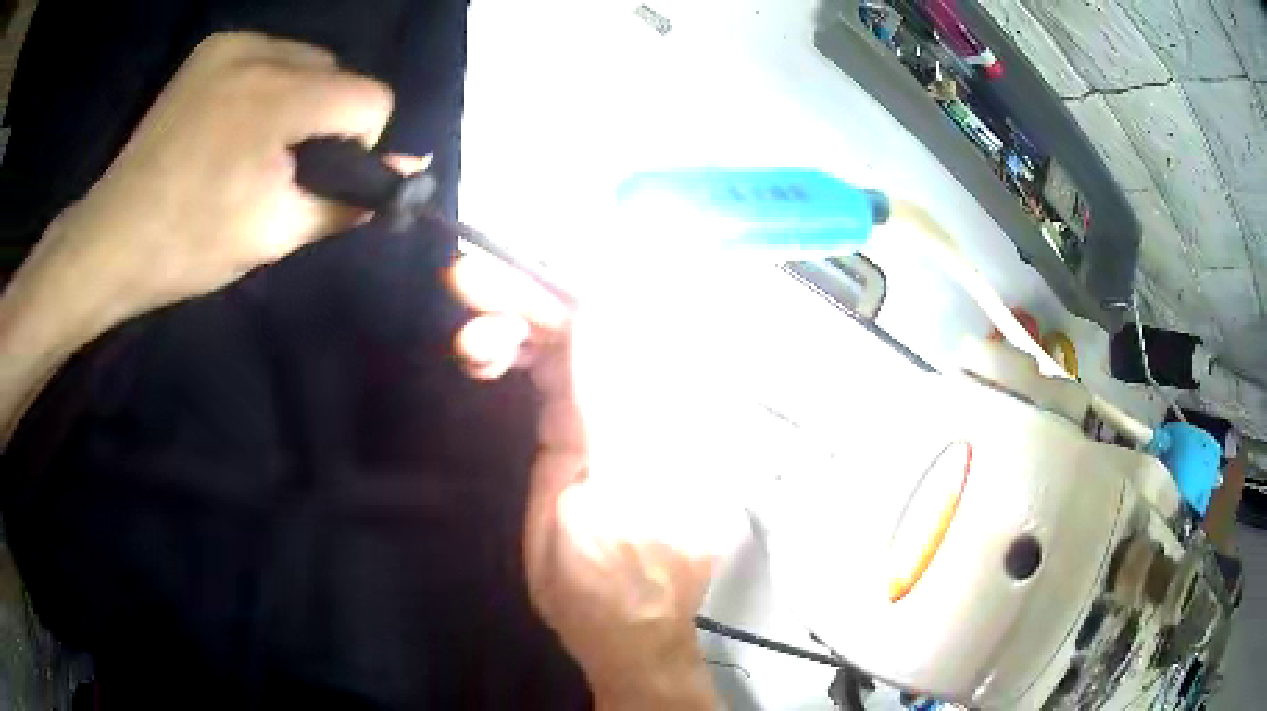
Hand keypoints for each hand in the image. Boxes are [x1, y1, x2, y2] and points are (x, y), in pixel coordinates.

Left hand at [1, 32, 396, 443]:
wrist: (113, 237)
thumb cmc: (191, 246)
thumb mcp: (276, 234)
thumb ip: (348, 199)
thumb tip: (410, 172)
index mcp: (278, 99)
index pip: (371, 97)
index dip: (360, 142)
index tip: (317, 174)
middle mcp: (262, 52)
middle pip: (338, 73)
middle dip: (324, 118)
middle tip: (277, 165)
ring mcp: (233, 44)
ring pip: (306, 60)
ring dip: (298, 98)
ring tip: (253, 143)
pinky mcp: (212, 47)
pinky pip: (270, 55)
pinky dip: (269, 84)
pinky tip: (235, 120)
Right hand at [450, 252, 729, 709]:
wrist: (613, 627)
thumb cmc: (620, 577)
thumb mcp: (617, 492)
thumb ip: (615, 398)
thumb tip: (607, 301)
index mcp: (673, 407)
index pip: (630, 317)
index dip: (573, 282)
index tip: (517, 263)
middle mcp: (646, 393)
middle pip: (590, 319)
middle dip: (529, 295)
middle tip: (467, 279)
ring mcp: (606, 406)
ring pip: (560, 338)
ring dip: (511, 324)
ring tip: (468, 343)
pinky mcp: (572, 423)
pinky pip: (542, 367)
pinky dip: (508, 352)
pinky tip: (481, 357)